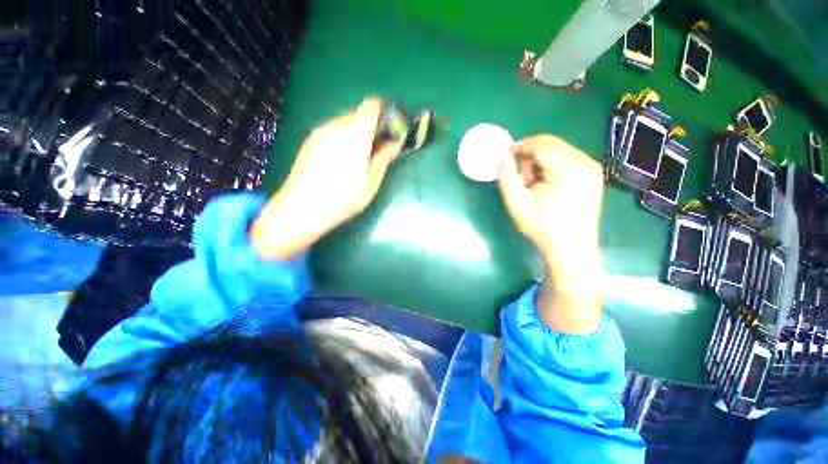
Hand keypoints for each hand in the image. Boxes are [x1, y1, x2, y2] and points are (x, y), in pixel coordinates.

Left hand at [251, 98, 401, 260]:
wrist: (301, 209)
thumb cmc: (342, 199)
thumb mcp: (370, 183)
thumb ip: (383, 159)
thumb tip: (395, 143)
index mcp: (354, 135)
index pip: (371, 106)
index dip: (384, 110)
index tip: (392, 125)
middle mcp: (335, 126)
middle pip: (358, 113)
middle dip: (372, 125)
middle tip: (379, 145)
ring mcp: (320, 132)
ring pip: (344, 122)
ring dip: (358, 132)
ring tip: (361, 155)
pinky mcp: (310, 141)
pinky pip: (333, 130)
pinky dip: (344, 137)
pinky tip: (343, 159)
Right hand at [498, 135, 603, 333]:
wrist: (572, 249)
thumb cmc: (542, 227)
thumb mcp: (517, 203)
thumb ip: (507, 176)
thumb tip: (502, 155)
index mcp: (569, 169)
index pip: (541, 143)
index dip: (520, 147)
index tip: (506, 160)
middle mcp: (586, 163)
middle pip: (551, 145)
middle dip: (530, 158)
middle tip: (523, 182)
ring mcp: (593, 169)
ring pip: (558, 151)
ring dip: (541, 164)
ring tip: (536, 187)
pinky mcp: (593, 175)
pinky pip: (567, 159)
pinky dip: (552, 168)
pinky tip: (548, 187)